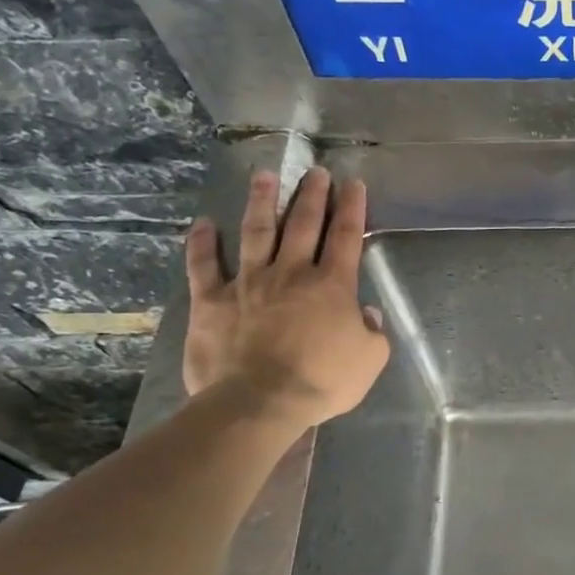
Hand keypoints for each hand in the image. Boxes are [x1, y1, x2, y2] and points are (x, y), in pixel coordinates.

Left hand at [182, 168, 390, 428]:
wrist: (259, 402)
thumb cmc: (322, 382)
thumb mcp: (369, 360)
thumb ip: (373, 332)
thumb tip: (365, 313)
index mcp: (332, 286)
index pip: (346, 236)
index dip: (352, 208)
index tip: (354, 184)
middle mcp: (292, 273)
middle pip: (303, 224)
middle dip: (312, 195)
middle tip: (316, 172)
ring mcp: (248, 283)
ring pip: (256, 232)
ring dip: (262, 202)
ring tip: (264, 176)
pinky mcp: (212, 300)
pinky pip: (204, 265)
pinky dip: (202, 243)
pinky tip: (204, 224)